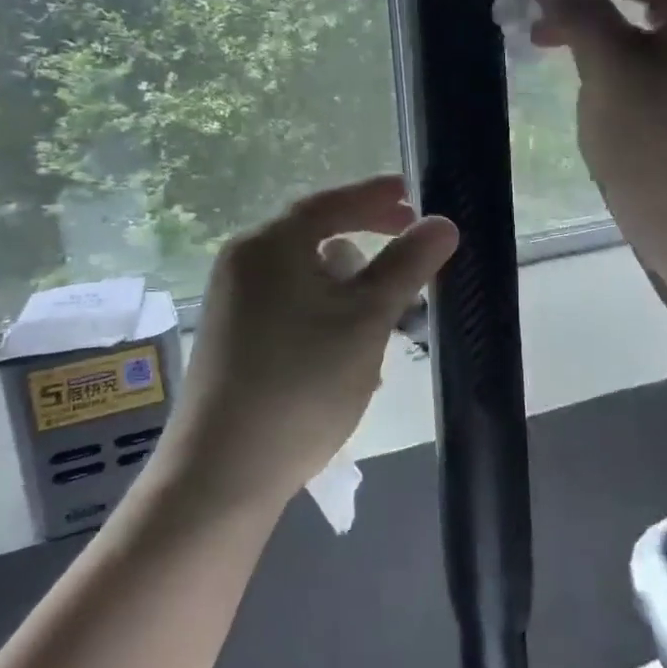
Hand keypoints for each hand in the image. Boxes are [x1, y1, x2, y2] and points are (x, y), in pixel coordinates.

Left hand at [161, 175, 458, 509]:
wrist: (223, 472)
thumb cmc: (301, 384)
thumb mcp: (366, 320)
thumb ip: (406, 265)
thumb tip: (443, 222)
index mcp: (269, 245)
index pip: (330, 202)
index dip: (376, 196)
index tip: (414, 194)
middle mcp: (244, 262)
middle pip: (316, 237)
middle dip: (368, 246)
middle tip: (411, 247)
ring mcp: (234, 301)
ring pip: (307, 276)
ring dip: (350, 288)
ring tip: (386, 318)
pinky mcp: (234, 336)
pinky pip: (290, 305)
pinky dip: (325, 313)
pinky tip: (349, 353)